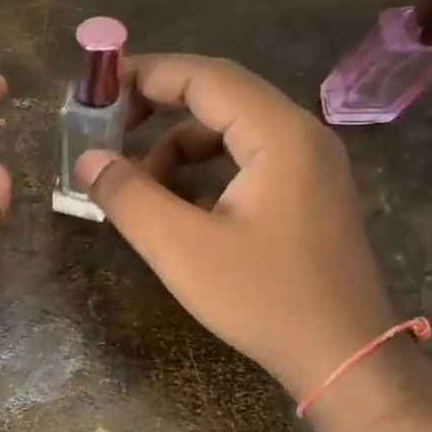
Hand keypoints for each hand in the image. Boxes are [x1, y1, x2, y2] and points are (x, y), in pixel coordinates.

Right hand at [73, 55, 396, 405]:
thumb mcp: (182, 249)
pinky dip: (206, 170)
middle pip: (220, 95)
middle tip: (108, 128)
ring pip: (232, 131)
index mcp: (279, 134)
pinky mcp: (309, 193)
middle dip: (158, 106)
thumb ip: (129, 197)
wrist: (345, 356)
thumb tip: (87, 159)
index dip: (146, 74)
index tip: (98, 88)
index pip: (204, 77)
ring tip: (139, 185)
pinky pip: (248, 160)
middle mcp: (301, 135)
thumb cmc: (265, 299)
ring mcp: (311, 164)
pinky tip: (180, 208)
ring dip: (179, 146)